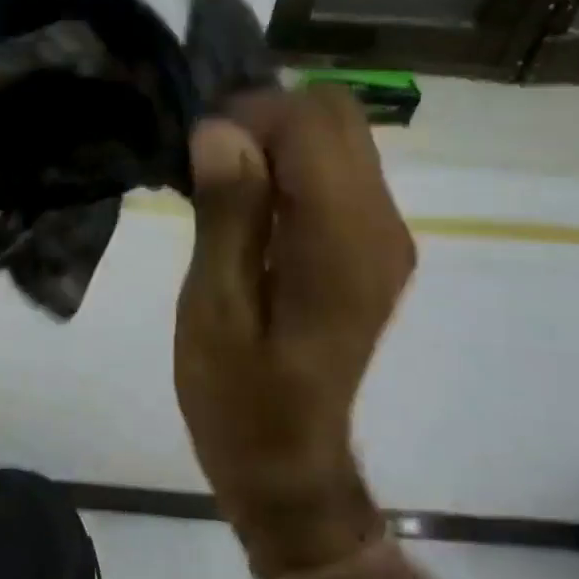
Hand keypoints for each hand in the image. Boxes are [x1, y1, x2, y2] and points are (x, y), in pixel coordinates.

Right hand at [175, 85, 414, 578]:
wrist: (287, 463)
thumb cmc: (237, 397)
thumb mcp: (213, 309)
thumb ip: (225, 215)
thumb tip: (220, 130)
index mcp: (342, 242)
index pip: (313, 123)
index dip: (249, 115)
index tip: (195, 149)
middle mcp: (381, 227)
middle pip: (337, 116)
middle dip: (264, 119)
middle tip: (204, 162)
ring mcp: (383, 238)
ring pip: (339, 139)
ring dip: (274, 142)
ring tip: (217, 184)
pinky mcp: (371, 249)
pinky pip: (336, 174)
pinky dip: (288, 168)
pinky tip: (245, 207)